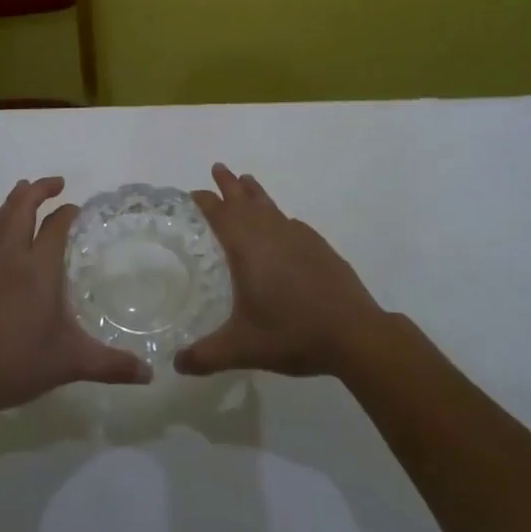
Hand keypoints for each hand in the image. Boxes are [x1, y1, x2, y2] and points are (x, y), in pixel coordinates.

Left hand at [0, 177, 150, 418]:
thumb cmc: (22, 364)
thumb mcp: (74, 362)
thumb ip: (113, 364)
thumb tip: (150, 374)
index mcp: (41, 269)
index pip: (56, 227)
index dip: (67, 213)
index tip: (77, 208)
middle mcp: (12, 259)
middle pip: (23, 212)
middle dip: (39, 192)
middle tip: (54, 183)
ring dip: (10, 203)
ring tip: (21, 188)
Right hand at [175, 163, 383, 378]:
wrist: (354, 332)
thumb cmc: (292, 333)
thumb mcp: (243, 348)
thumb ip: (207, 355)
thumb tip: (176, 365)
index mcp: (247, 247)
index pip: (221, 214)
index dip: (206, 201)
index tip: (195, 191)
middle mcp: (271, 233)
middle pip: (245, 200)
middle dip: (229, 184)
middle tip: (218, 167)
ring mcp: (298, 237)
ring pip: (270, 206)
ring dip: (255, 193)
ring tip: (247, 181)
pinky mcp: (319, 246)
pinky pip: (291, 222)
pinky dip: (279, 217)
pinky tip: (282, 225)